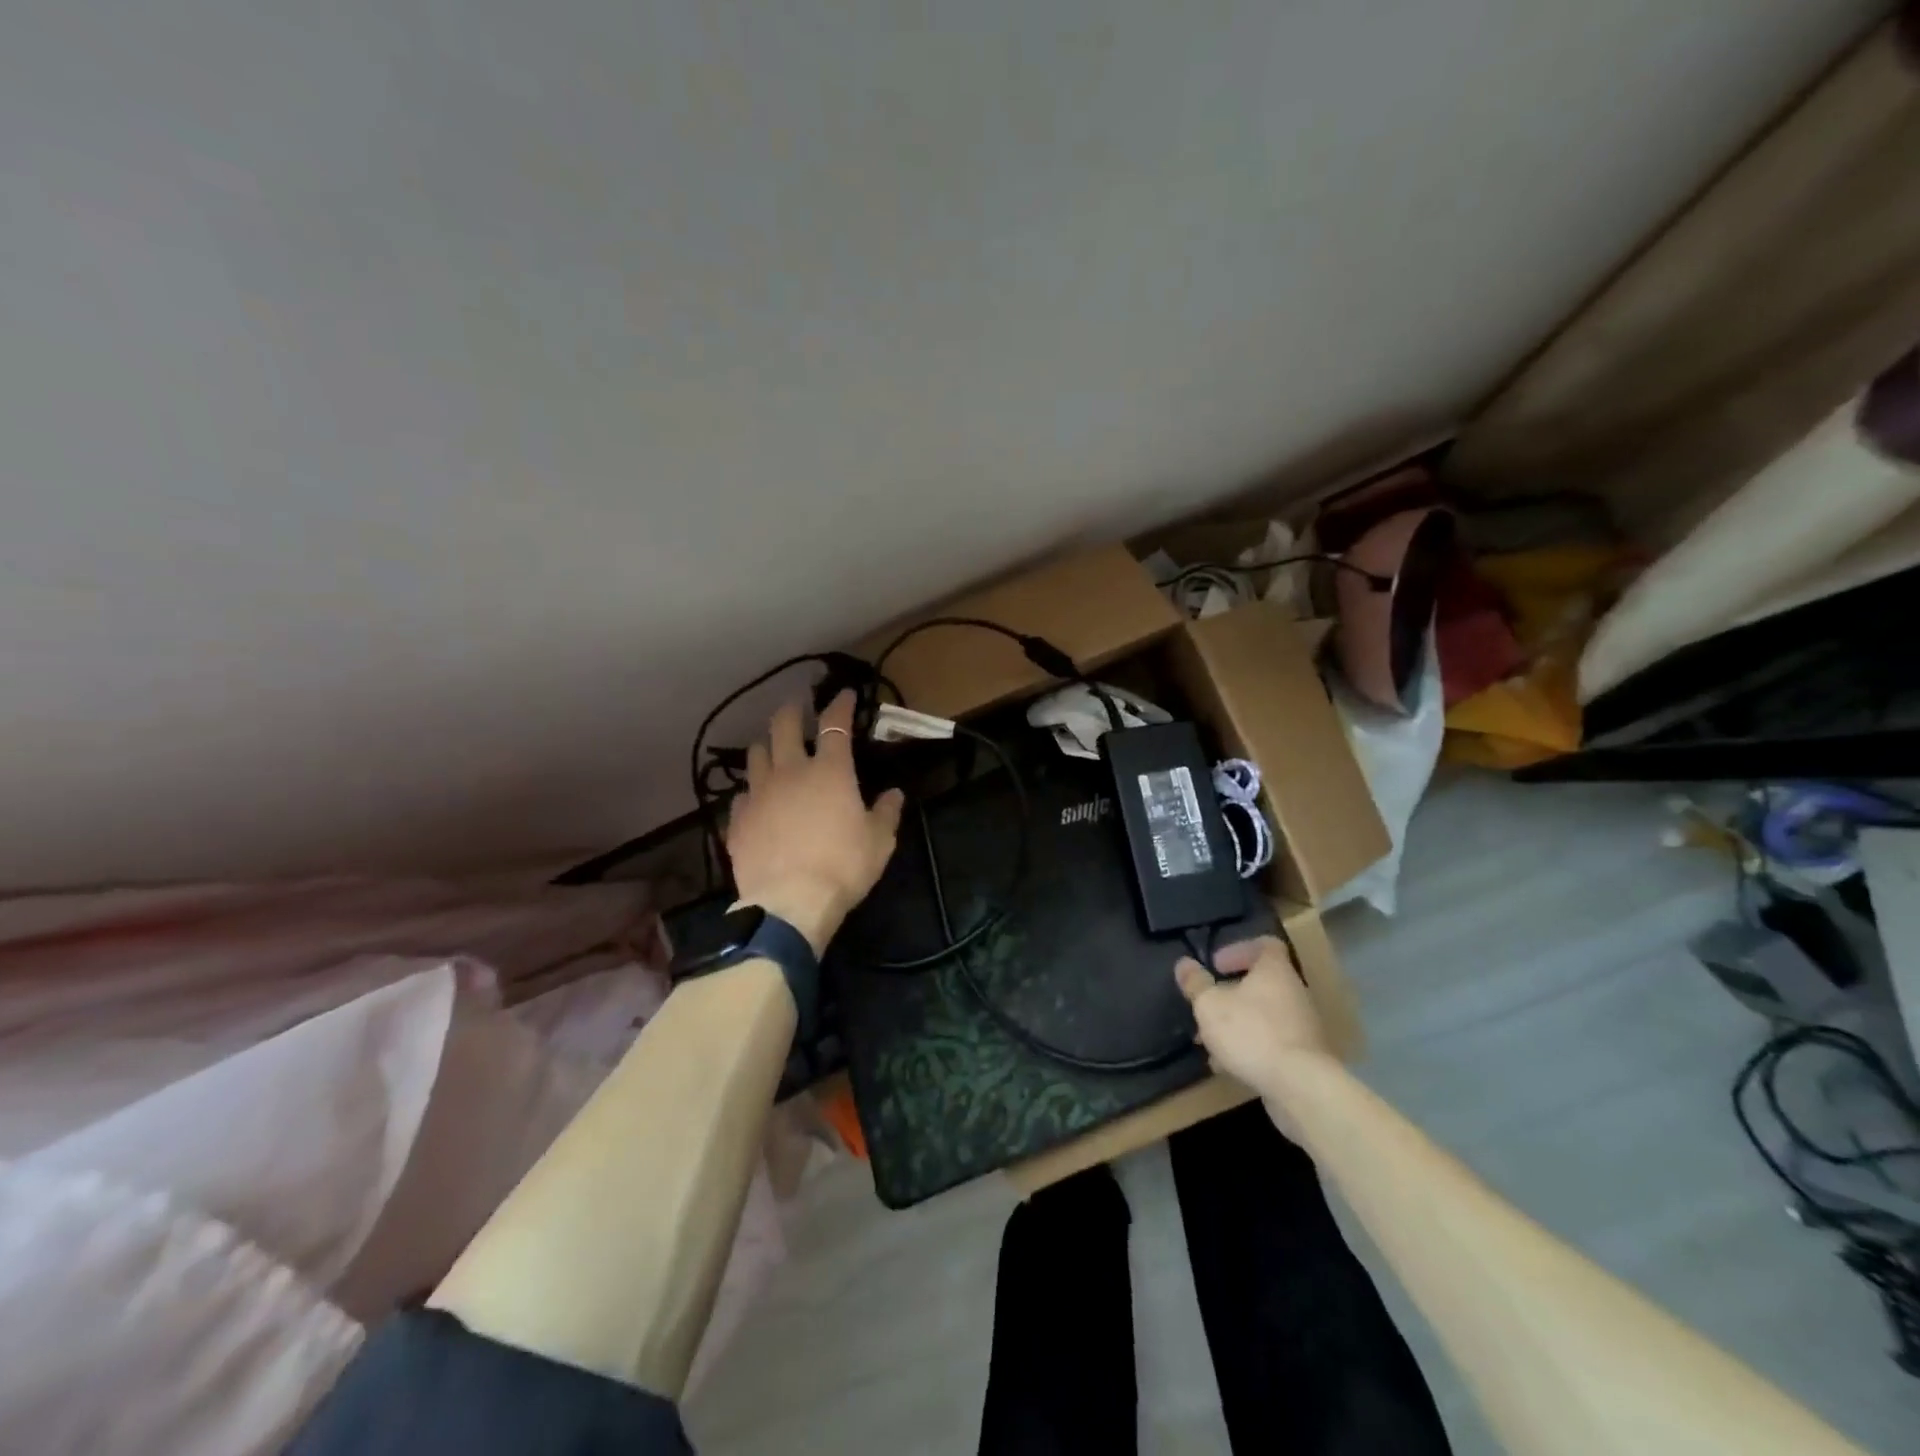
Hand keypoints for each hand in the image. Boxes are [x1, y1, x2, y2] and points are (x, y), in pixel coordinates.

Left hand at [725, 690, 905, 955]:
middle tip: (797, 706)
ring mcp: (759, 795)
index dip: (840, 705)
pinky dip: (751, 791)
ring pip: (755, 755)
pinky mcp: (738, 821)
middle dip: (791, 711)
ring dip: (766, 746)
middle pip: (783, 727)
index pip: (835, 724)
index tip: (844, 694)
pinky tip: (756, 799)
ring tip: (771, 748)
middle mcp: (790, 772)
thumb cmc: (843, 867)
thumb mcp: (879, 842)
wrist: (790, 904)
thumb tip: (894, 795)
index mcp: (830, 771)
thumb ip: (886, 813)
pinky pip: (741, 795)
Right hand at [1174, 936, 1333, 1091]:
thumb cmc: (1251, 1033)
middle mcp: (1294, 993)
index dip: (1239, 949)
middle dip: (1230, 994)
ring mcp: (1302, 1026)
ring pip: (1264, 1016)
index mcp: (1275, 971)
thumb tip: (1184, 963)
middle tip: (1208, 1005)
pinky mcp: (1304, 1057)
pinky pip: (1272, 1042)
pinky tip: (1228, 1066)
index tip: (1217, 965)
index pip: (1266, 945)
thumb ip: (1196, 983)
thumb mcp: (1210, 1005)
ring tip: (1211, 1042)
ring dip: (1237, 1024)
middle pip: (1262, 983)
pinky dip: (1250, 1047)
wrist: (1300, 1087)